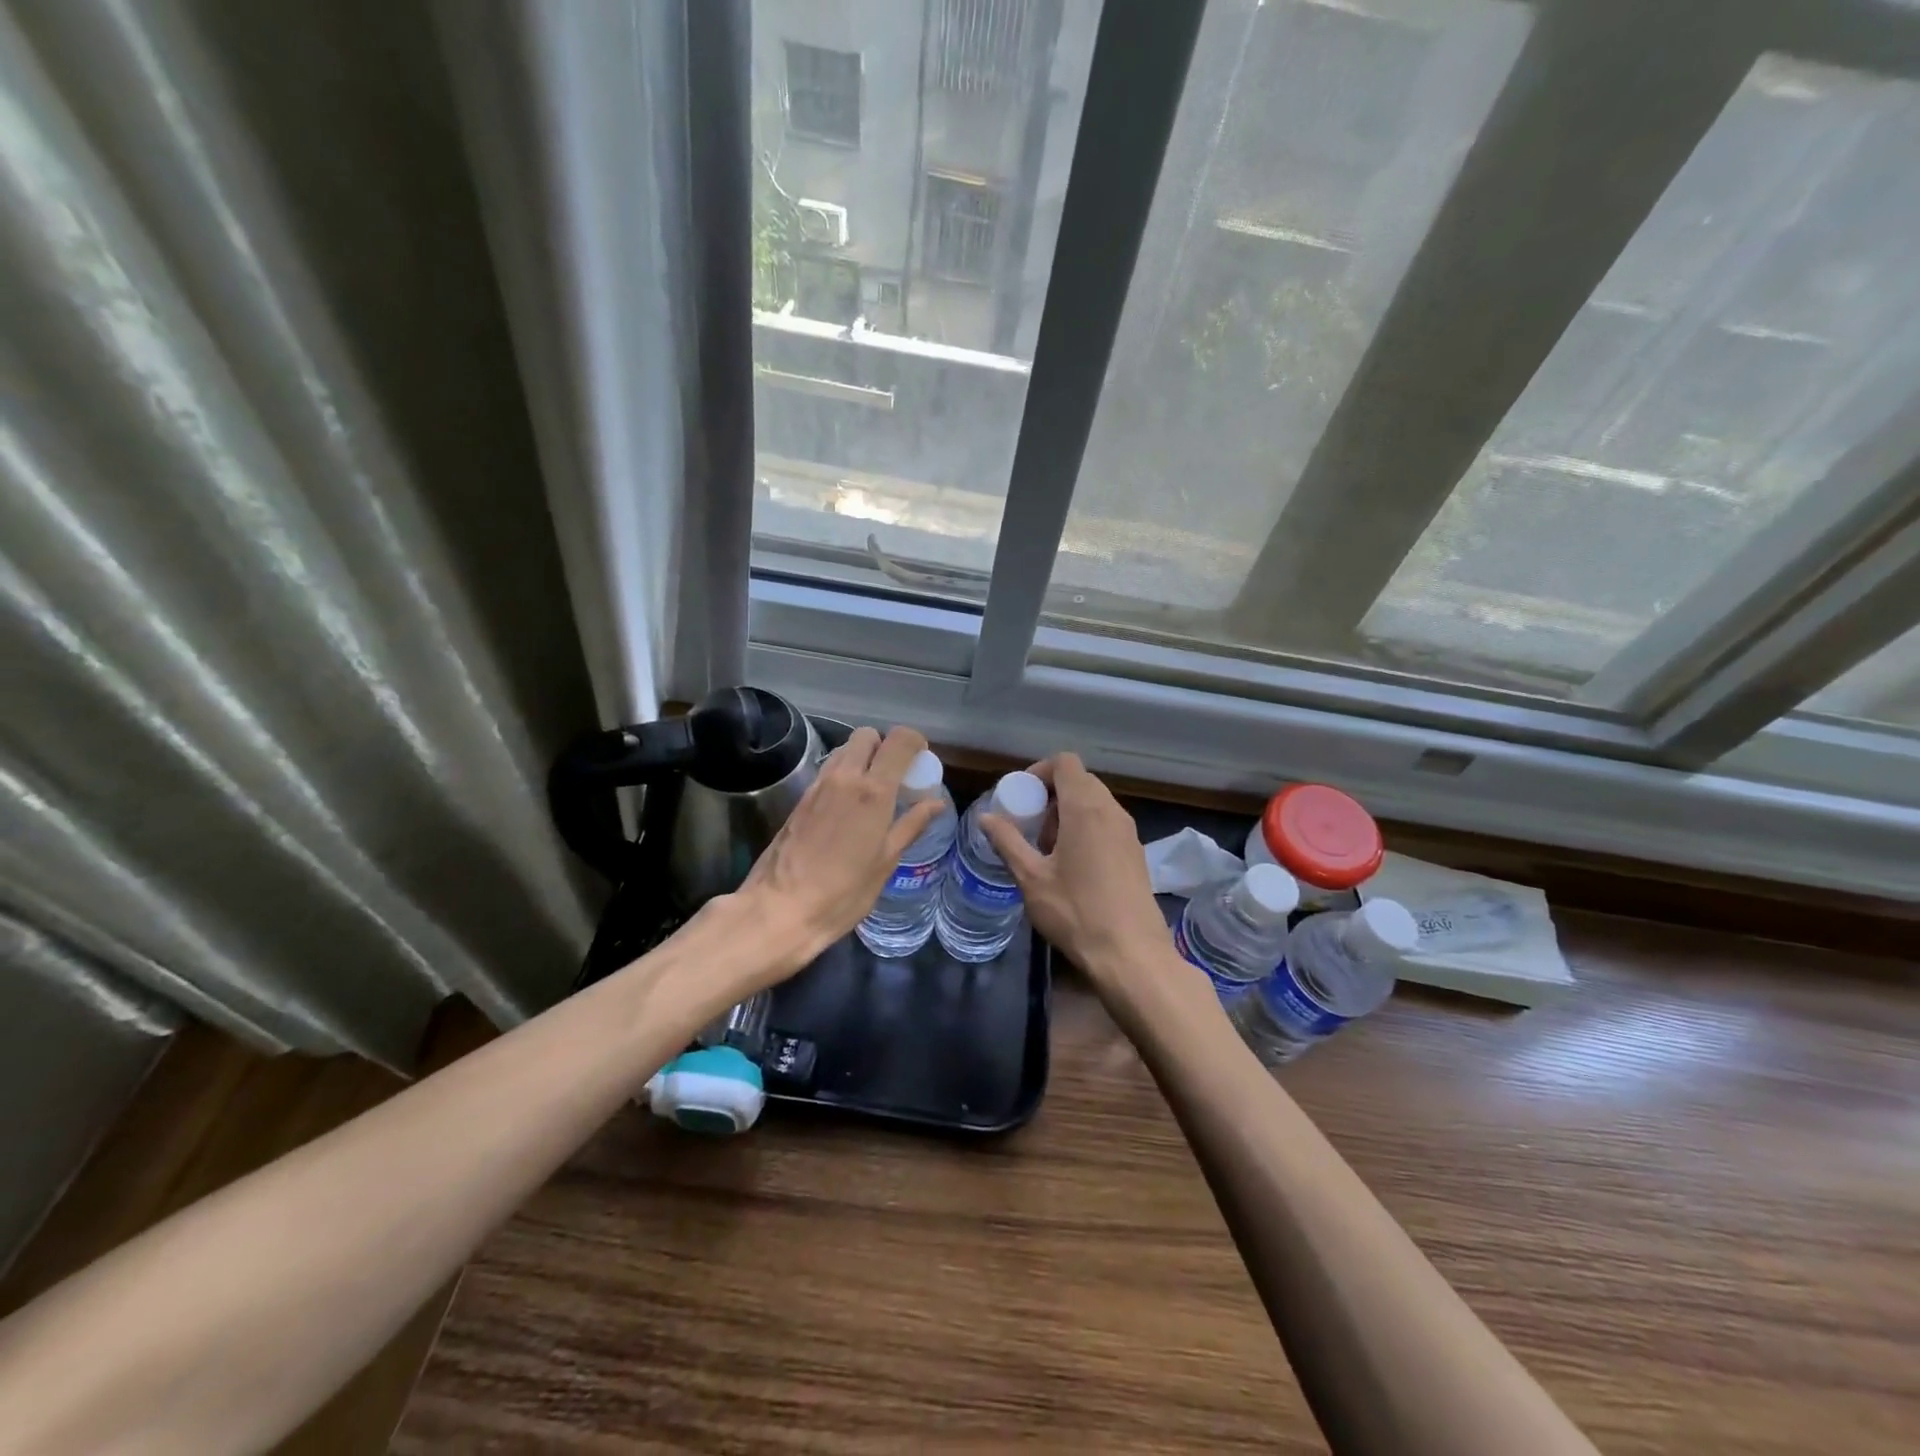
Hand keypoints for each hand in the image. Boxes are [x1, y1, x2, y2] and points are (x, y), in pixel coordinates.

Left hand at [734, 725, 943, 972]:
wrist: (780, 908)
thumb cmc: (843, 892)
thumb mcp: (885, 862)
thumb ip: (911, 825)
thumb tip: (935, 803)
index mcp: (872, 791)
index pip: (898, 740)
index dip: (914, 742)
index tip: (921, 760)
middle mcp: (844, 777)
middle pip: (867, 736)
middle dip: (884, 746)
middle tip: (895, 776)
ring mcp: (818, 786)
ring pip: (844, 751)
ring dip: (862, 759)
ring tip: (872, 793)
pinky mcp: (800, 799)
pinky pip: (828, 771)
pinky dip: (844, 776)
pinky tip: (848, 809)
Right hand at [981, 754, 1174, 997]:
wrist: (1131, 954)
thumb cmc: (1075, 911)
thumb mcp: (1031, 878)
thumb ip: (1007, 842)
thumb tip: (986, 817)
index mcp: (1085, 808)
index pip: (1065, 762)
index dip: (1040, 770)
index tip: (1021, 796)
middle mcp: (1112, 811)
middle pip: (1081, 780)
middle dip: (1052, 794)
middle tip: (1030, 824)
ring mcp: (1128, 831)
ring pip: (1096, 802)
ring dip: (1069, 812)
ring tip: (1048, 847)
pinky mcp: (1136, 852)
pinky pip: (1108, 822)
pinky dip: (1087, 827)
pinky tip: (1072, 864)